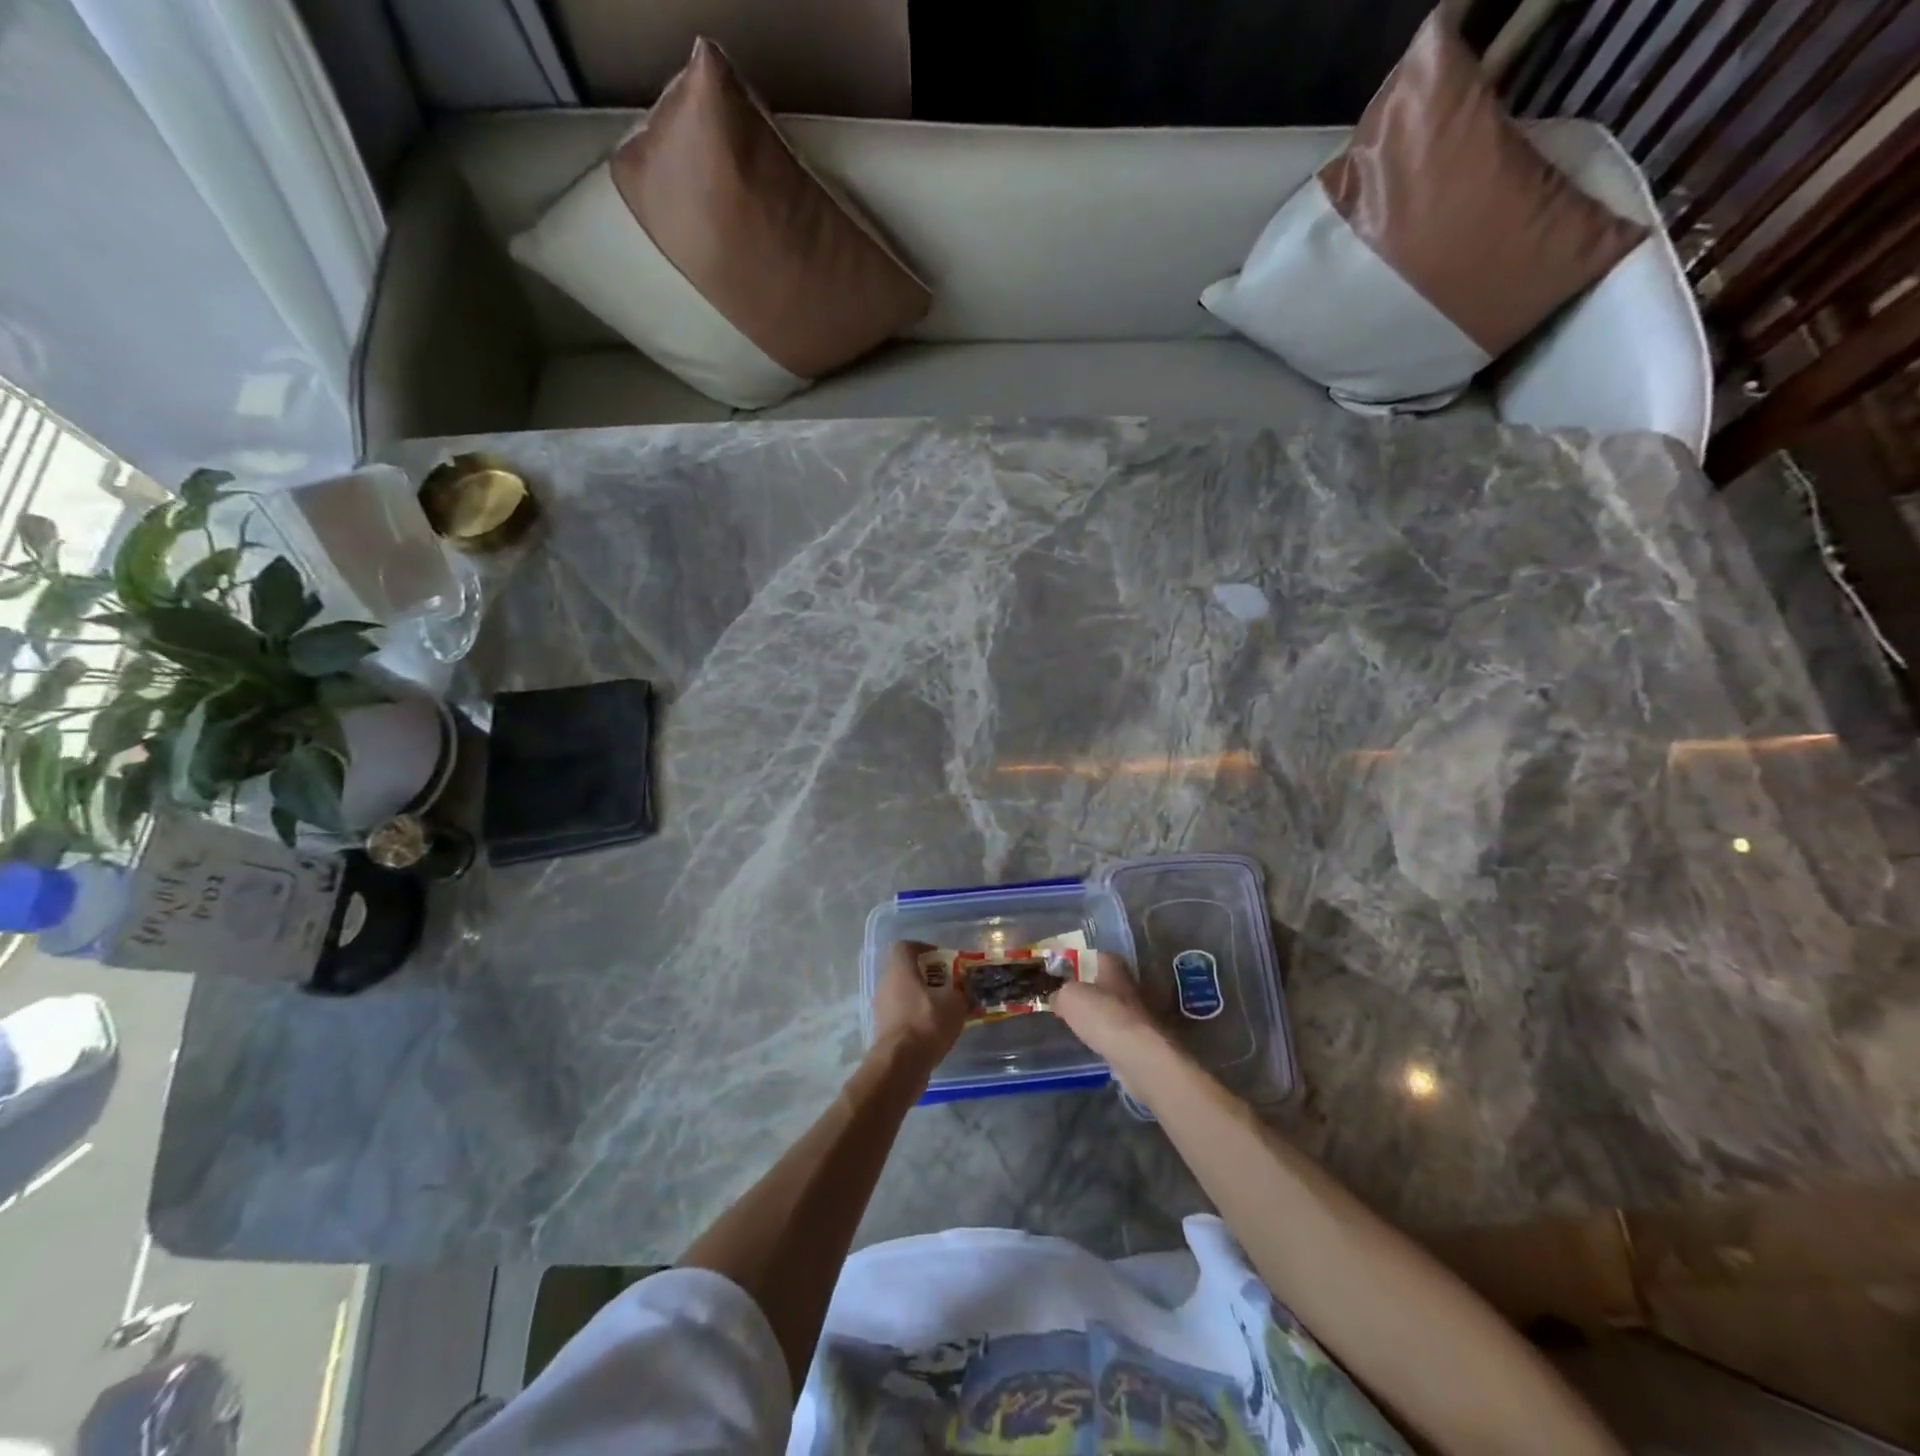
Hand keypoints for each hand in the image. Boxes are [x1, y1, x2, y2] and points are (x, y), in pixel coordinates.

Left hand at [871, 941, 966, 1070]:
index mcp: (900, 969)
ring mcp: (881, 1008)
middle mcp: (886, 984)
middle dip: (928, 976)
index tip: (943, 959)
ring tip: (944, 1010)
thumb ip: (961, 992)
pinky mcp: (883, 1030)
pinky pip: (901, 1015)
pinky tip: (934, 1031)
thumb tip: (964, 991)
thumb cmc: (927, 1022)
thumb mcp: (955, 1003)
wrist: (900, 1065)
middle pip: (905, 971)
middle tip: (948, 986)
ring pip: (903, 994)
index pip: (906, 946)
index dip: (924, 948)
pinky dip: (916, 1018)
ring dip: (922, 998)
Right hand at [1052, 951, 1162, 1058]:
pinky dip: (1115, 1038)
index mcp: (1115, 968)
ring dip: (1107, 1016)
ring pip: (1120, 1010)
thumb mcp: (1069, 998)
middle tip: (1075, 1003)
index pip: (1101, 956)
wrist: (1141, 1056)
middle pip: (1112, 984)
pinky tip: (1101, 1046)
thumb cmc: (1104, 1016)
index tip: (1070, 974)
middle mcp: (1133, 986)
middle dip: (1097, 991)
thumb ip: (1061, 994)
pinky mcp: (1149, 1041)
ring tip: (1086, 1027)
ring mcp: (1145, 1014)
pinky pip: (1126, 1034)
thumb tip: (1057, 998)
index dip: (1085, 963)